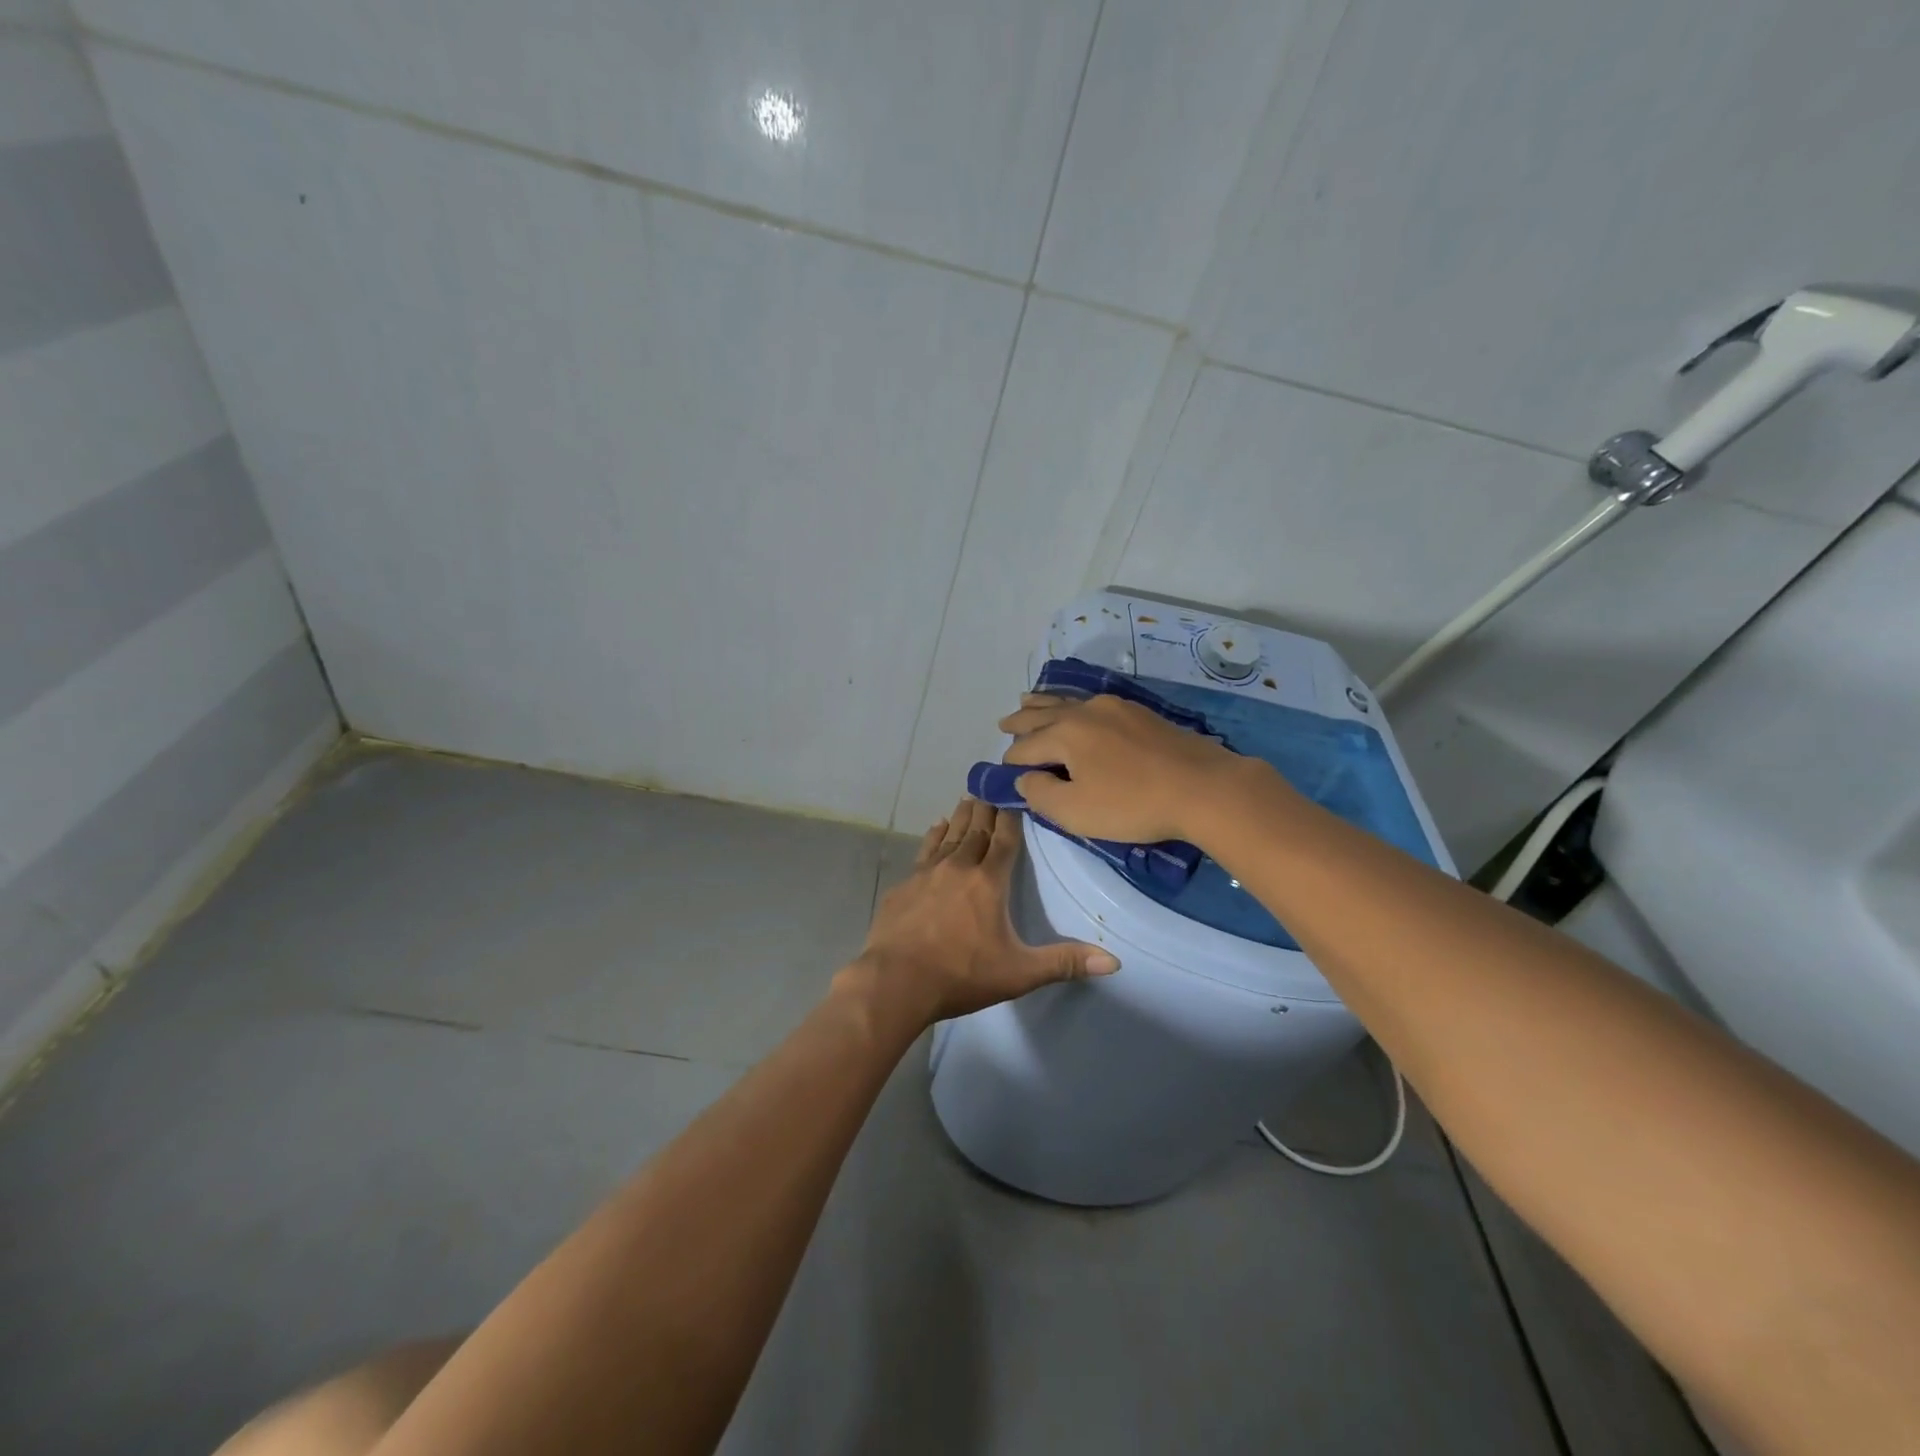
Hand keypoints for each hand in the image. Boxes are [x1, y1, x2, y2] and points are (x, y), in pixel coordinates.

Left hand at [848, 797, 1118, 1026]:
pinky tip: (936, 827)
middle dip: (986, 809)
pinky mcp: (905, 885)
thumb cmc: (961, 975)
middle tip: (991, 788)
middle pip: (976, 830)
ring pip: (950, 835)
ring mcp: (927, 874)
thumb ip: (1064, 963)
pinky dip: (934, 836)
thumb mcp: (1019, 973)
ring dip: (962, 817)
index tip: (1014, 795)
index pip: (1004, 840)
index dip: (1011, 817)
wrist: (896, 981)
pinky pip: (924, 851)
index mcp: (989, 882)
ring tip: (968, 799)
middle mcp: (959, 868)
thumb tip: (1114, 961)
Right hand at [997, 693, 1247, 844]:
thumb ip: (1040, 793)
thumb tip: (1024, 777)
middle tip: (1003, 724)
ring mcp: (1115, 708)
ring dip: (1044, 704)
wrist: (1203, 787)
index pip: (1025, 747)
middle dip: (1021, 721)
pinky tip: (1078, 708)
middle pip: (1043, 714)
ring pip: (1068, 701)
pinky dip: (1073, 705)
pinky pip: (1093, 703)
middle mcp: (1085, 711)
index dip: (1012, 762)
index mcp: (1065, 733)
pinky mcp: (1140, 713)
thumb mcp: (1075, 811)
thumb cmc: (1132, 803)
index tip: (1005, 774)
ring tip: (1028, 699)